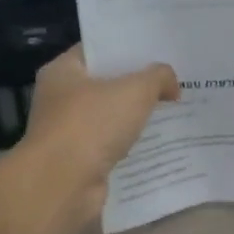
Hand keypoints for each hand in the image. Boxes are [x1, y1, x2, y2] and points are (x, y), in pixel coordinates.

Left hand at [20, 45, 179, 227]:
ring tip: (173, 113)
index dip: (128, 49)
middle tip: (173, 83)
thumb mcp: (135, 90)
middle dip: (137, 85)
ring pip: (110, 118)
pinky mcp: (78, 161)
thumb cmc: (92, 124)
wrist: (63, 184)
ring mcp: (67, 132)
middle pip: (105, 85)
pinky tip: (158, 145)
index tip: (159, 53)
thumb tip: (172, 84)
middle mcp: (59, 98)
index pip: (98, 50)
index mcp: (63, 71)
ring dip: (136, 119)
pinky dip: (130, 146)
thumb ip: (158, 77)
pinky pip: (110, 146)